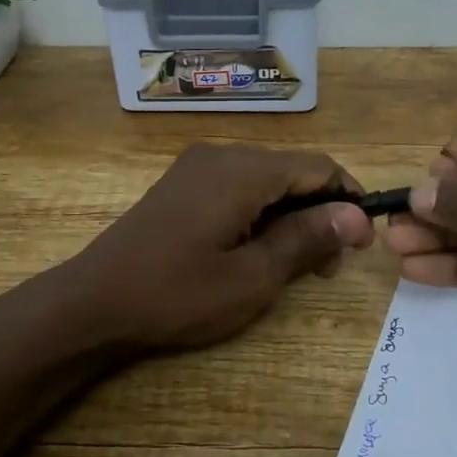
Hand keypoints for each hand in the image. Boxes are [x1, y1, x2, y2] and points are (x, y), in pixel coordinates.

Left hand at [62, 144, 374, 351]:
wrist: (93, 302)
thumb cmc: (176, 294)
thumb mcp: (251, 276)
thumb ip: (306, 239)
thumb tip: (356, 216)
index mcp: (242, 170)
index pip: (318, 167)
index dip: (349, 199)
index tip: (362, 243)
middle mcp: (221, 155)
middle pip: (291, 171)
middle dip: (319, 213)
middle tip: (327, 267)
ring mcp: (197, 167)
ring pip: (265, 181)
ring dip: (290, 217)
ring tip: (295, 267)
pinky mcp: (182, 184)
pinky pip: (237, 188)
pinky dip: (260, 214)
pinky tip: (257, 251)